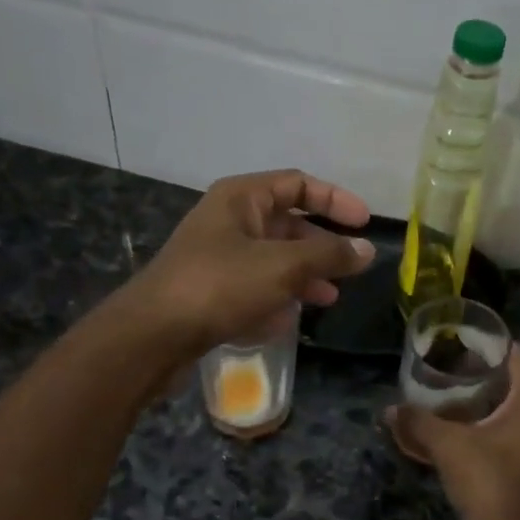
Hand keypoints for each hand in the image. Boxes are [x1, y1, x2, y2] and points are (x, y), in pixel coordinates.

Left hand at [124, 170, 374, 357]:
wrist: (153, 335)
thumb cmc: (220, 286)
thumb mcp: (283, 266)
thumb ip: (329, 255)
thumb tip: (366, 249)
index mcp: (241, 198)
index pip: (298, 183)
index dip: (335, 199)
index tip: (365, 222)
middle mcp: (229, 220)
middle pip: (288, 223)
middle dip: (321, 245)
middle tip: (351, 267)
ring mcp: (219, 257)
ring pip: (274, 258)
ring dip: (304, 275)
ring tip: (329, 298)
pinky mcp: (212, 290)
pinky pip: (255, 285)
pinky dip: (277, 297)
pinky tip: (290, 319)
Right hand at [389, 347, 519, 519]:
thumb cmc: (483, 478)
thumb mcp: (446, 444)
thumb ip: (418, 421)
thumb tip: (390, 410)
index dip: (493, 345)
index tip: (463, 342)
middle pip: (517, 378)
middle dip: (485, 370)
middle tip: (452, 366)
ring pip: (514, 404)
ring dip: (486, 397)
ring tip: (452, 392)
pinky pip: (510, 426)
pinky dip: (489, 419)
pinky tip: (462, 425)